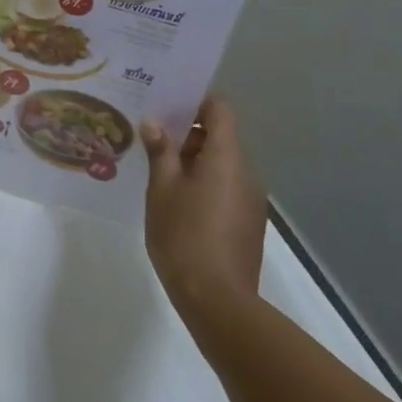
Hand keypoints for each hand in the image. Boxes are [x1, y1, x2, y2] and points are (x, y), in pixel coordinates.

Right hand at [140, 97, 268, 312]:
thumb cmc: (184, 235)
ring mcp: (250, 199)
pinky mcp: (247, 222)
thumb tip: (154, 123)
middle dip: (187, 134)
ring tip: (158, 171)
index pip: (220, 109)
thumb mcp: (162, 189)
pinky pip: (225, 187)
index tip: (166, 106)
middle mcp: (245, 172)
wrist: (217, 299)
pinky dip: (203, 183)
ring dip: (193, 161)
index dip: (195, 101)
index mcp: (226, 157)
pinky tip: (175, 202)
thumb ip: (160, 152)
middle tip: (150, 138)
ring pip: (221, 164)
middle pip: (220, 137)